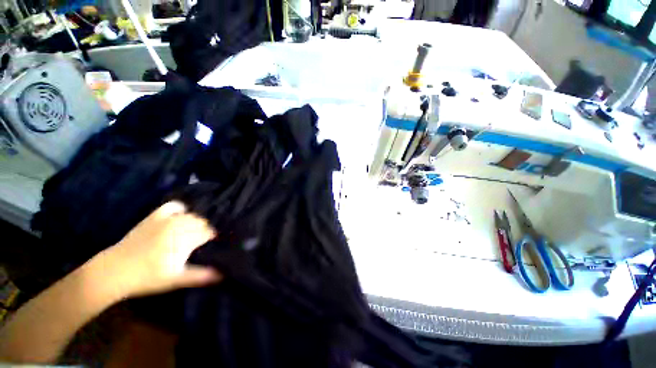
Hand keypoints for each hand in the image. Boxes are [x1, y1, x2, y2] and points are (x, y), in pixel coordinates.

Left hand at [94, 201, 221, 299]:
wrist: (114, 271)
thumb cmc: (147, 278)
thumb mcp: (175, 280)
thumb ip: (200, 275)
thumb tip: (222, 275)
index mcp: (184, 240)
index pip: (208, 233)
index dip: (213, 238)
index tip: (214, 244)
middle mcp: (177, 226)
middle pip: (202, 222)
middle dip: (205, 230)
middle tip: (203, 241)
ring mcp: (165, 220)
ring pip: (191, 215)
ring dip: (196, 222)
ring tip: (194, 231)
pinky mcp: (154, 217)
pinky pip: (172, 206)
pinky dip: (180, 209)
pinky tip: (181, 216)